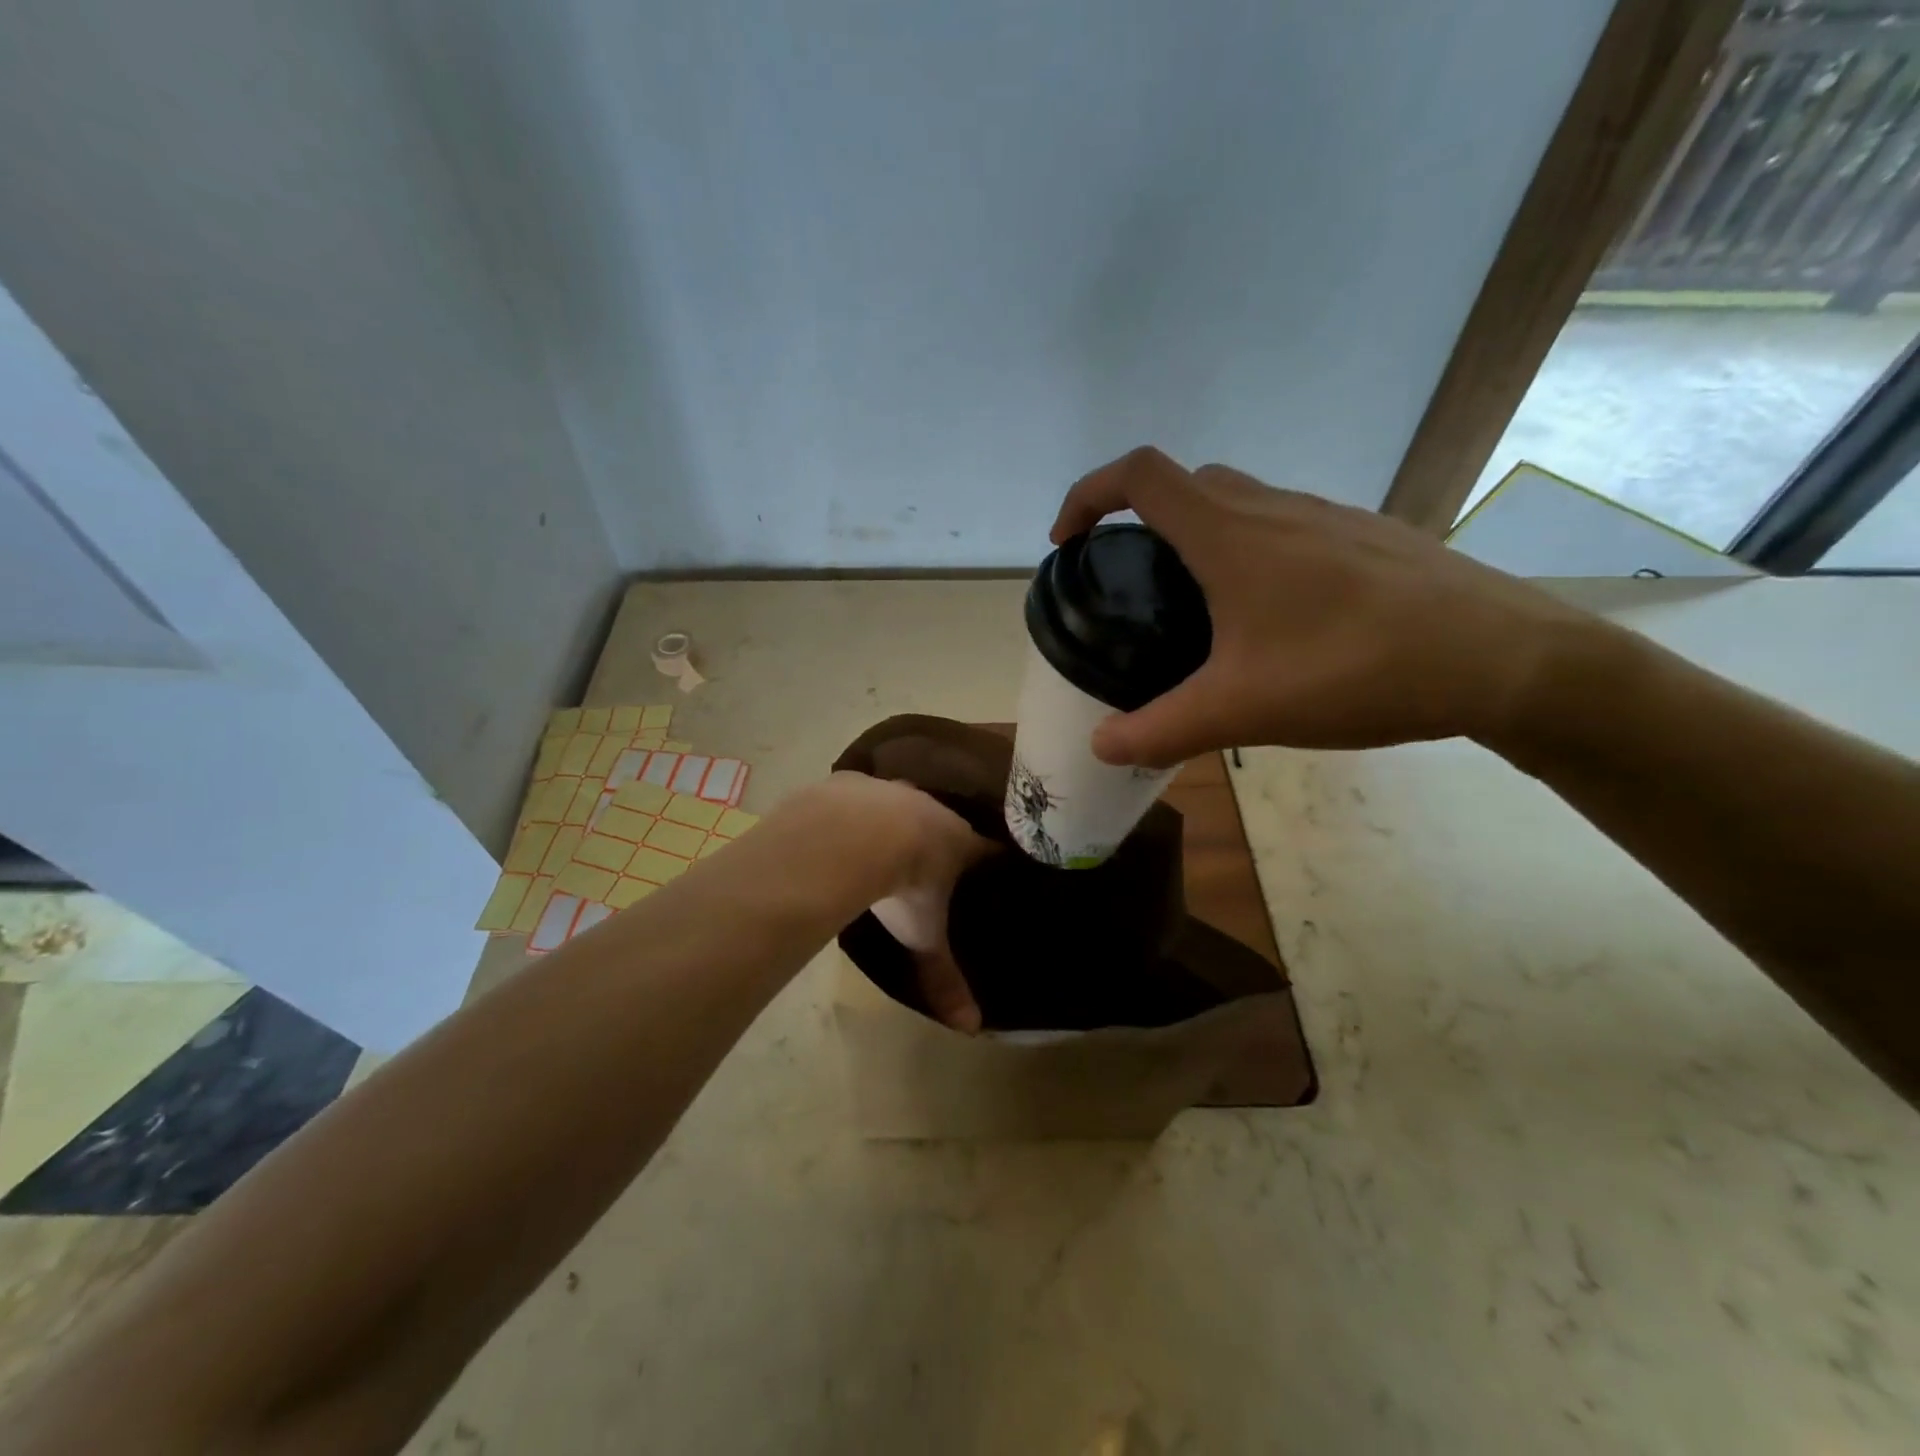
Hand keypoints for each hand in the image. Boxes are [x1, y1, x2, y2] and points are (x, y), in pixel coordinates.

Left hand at [817, 773, 994, 1032]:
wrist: (853, 835)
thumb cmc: (903, 885)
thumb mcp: (923, 935)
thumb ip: (943, 977)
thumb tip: (971, 1028)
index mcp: (959, 841)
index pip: (989, 848)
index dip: (992, 859)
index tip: (995, 867)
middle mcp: (932, 809)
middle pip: (946, 822)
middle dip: (943, 839)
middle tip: (939, 859)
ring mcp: (892, 791)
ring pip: (905, 804)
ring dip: (901, 820)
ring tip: (892, 841)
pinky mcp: (854, 784)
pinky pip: (863, 796)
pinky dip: (860, 811)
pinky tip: (848, 828)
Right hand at [1051, 447, 1591, 765]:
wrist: (1504, 660)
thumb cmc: (1357, 670)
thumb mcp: (1242, 710)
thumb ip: (1161, 730)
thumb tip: (1101, 747)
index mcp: (1230, 534)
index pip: (1138, 475)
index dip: (1087, 495)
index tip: (1068, 543)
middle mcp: (1274, 507)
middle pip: (1185, 485)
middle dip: (1140, 522)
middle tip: (1131, 584)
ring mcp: (1327, 516)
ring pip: (1239, 504)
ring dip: (1199, 537)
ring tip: (1195, 609)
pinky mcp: (1366, 537)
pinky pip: (1285, 527)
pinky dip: (1251, 552)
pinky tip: (1273, 619)